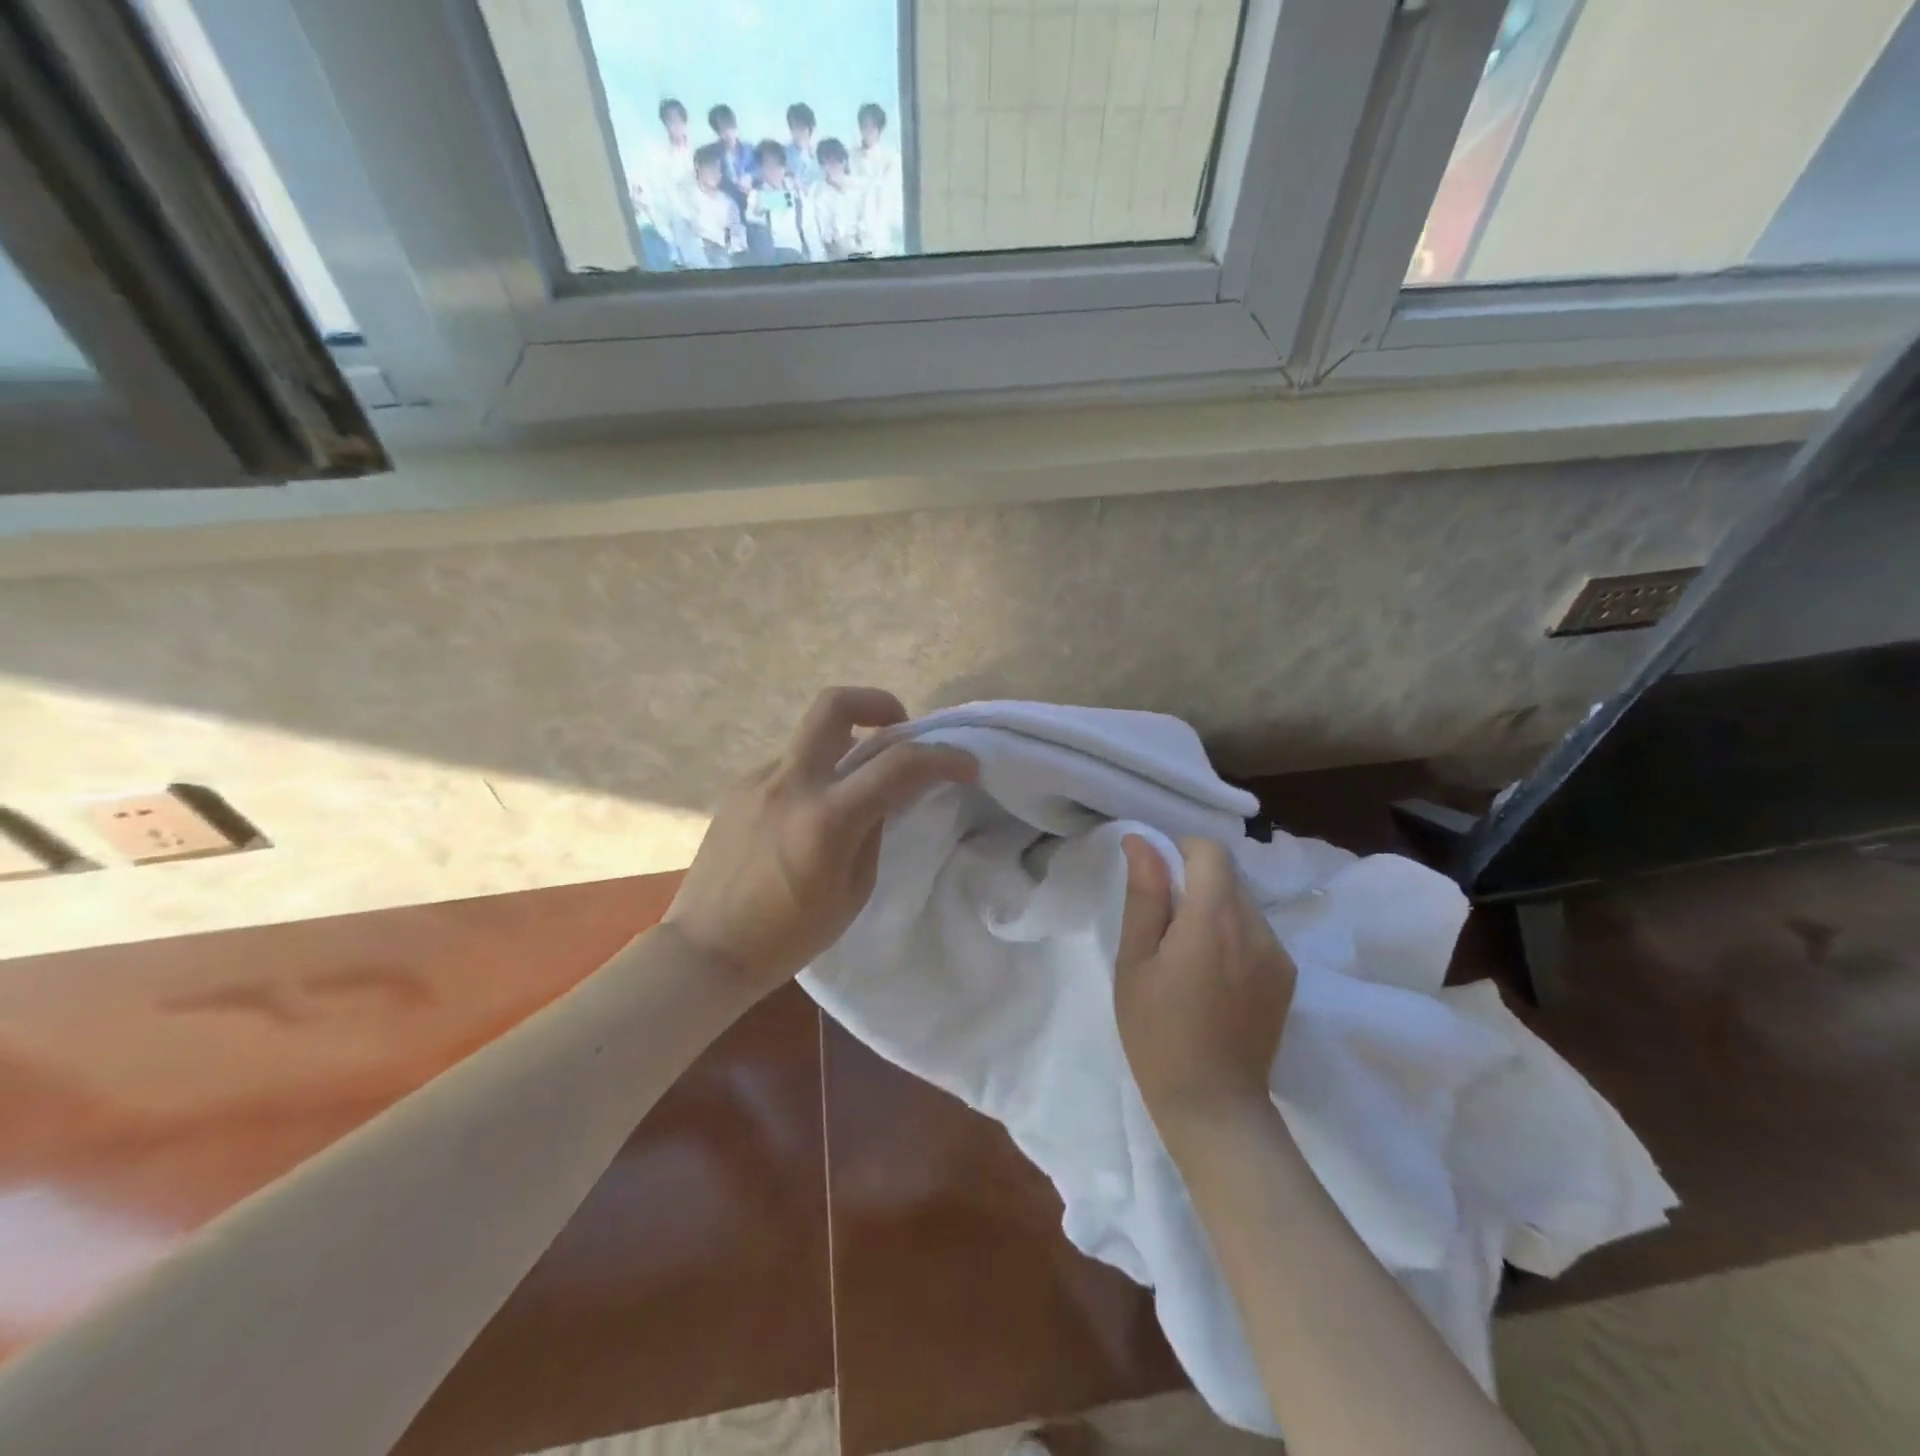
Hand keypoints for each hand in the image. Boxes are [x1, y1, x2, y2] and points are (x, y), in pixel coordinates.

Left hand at [663, 687, 975, 996]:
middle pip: (835, 705)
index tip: (967, 765)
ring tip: (855, 787)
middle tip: (898, 727)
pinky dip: (816, 775)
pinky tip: (813, 814)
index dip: (944, 757)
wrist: (705, 950)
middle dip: (878, 702)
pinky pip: (790, 766)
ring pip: (813, 737)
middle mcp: (790, 783)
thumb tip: (886, 796)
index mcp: (827, 818)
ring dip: (845, 746)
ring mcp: (758, 780)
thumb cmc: (788, 937)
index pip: (899, 764)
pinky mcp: (738, 788)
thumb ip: (874, 831)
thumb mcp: (853, 892)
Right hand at [1114, 836, 1296, 1136]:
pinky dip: (1232, 933)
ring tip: (1188, 954)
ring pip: (1243, 901)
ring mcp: (1279, 953)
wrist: (1213, 1105)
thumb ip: (1144, 895)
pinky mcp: (1287, 976)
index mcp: (1214, 919)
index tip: (1156, 881)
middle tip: (1164, 923)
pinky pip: (1257, 931)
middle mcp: (1256, 927)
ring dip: (1214, 907)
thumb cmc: (1157, 1032)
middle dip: (1195, 881)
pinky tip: (1213, 975)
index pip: (1211, 850)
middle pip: (1229, 874)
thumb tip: (1143, 841)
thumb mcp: (1135, 961)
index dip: (1180, 852)